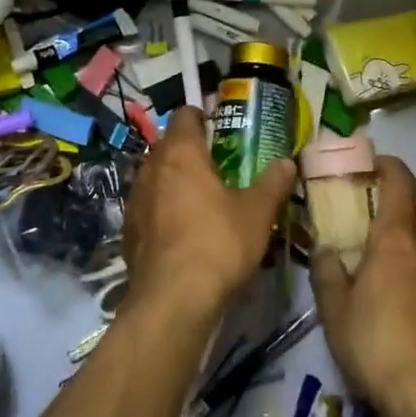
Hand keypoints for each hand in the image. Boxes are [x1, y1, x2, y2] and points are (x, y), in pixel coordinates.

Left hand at [121, 106, 297, 324]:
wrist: (172, 301)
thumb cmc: (218, 243)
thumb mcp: (257, 213)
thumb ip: (272, 183)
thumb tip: (287, 162)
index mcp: (180, 152)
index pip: (184, 115)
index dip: (202, 117)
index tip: (221, 129)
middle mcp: (151, 168)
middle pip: (169, 146)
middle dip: (191, 152)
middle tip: (219, 167)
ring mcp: (135, 199)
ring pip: (156, 178)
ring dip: (175, 182)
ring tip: (202, 201)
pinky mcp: (128, 231)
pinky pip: (148, 208)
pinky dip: (163, 211)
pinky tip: (183, 232)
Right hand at [312, 156, 415, 416]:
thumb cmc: (376, 343)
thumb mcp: (335, 309)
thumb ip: (328, 272)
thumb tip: (326, 250)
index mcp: (396, 237)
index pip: (401, 181)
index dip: (388, 166)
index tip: (372, 164)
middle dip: (396, 212)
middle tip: (370, 228)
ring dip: (415, 248)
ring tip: (391, 273)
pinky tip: (412, 308)